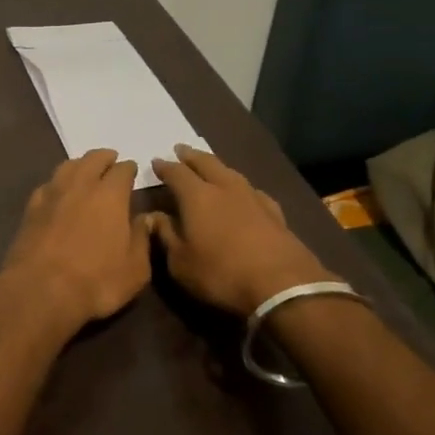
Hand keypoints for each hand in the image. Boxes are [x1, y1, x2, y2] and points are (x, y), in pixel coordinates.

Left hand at [0, 150, 150, 333]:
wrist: (40, 290)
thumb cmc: (96, 281)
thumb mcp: (135, 269)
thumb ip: (142, 239)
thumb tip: (144, 219)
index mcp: (110, 195)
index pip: (122, 170)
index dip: (129, 168)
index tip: (132, 169)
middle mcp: (80, 186)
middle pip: (92, 159)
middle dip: (104, 157)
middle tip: (110, 160)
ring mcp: (52, 194)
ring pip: (67, 166)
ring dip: (79, 164)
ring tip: (85, 169)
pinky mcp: (30, 209)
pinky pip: (47, 185)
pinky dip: (57, 183)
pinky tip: (57, 191)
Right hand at [147, 145, 328, 316]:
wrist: (282, 285)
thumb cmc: (221, 273)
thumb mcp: (181, 262)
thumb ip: (165, 235)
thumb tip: (152, 216)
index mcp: (197, 196)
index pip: (176, 173)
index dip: (164, 167)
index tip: (156, 162)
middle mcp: (225, 188)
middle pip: (206, 163)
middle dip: (191, 156)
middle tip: (181, 150)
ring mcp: (253, 197)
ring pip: (230, 172)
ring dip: (217, 166)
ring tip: (209, 166)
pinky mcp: (275, 213)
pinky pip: (253, 191)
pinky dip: (242, 188)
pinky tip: (245, 193)